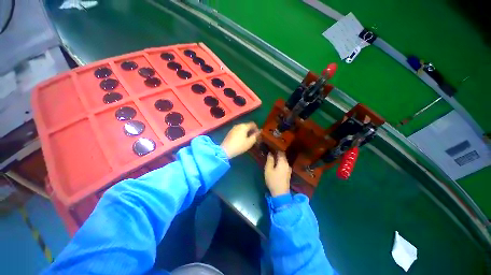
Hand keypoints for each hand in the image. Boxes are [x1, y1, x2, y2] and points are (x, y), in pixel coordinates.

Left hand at [220, 122, 259, 158]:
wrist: (226, 150)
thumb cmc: (239, 146)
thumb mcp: (249, 142)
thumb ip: (255, 136)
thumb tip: (259, 131)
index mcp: (244, 126)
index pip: (253, 124)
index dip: (256, 128)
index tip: (258, 135)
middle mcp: (238, 125)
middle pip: (247, 125)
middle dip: (251, 130)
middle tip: (254, 138)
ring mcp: (233, 128)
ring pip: (242, 128)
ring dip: (246, 132)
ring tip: (248, 139)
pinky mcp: (230, 132)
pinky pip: (238, 130)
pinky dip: (241, 133)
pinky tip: (242, 140)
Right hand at [265, 151, 291, 196]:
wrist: (280, 193)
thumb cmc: (273, 180)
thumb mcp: (268, 169)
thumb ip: (270, 160)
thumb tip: (270, 153)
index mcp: (283, 162)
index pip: (281, 152)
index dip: (276, 149)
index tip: (271, 147)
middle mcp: (287, 164)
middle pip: (283, 156)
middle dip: (277, 154)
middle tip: (270, 152)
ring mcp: (288, 169)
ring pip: (283, 161)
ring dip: (278, 159)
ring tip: (272, 158)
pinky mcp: (288, 174)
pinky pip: (284, 165)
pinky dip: (280, 163)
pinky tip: (276, 165)